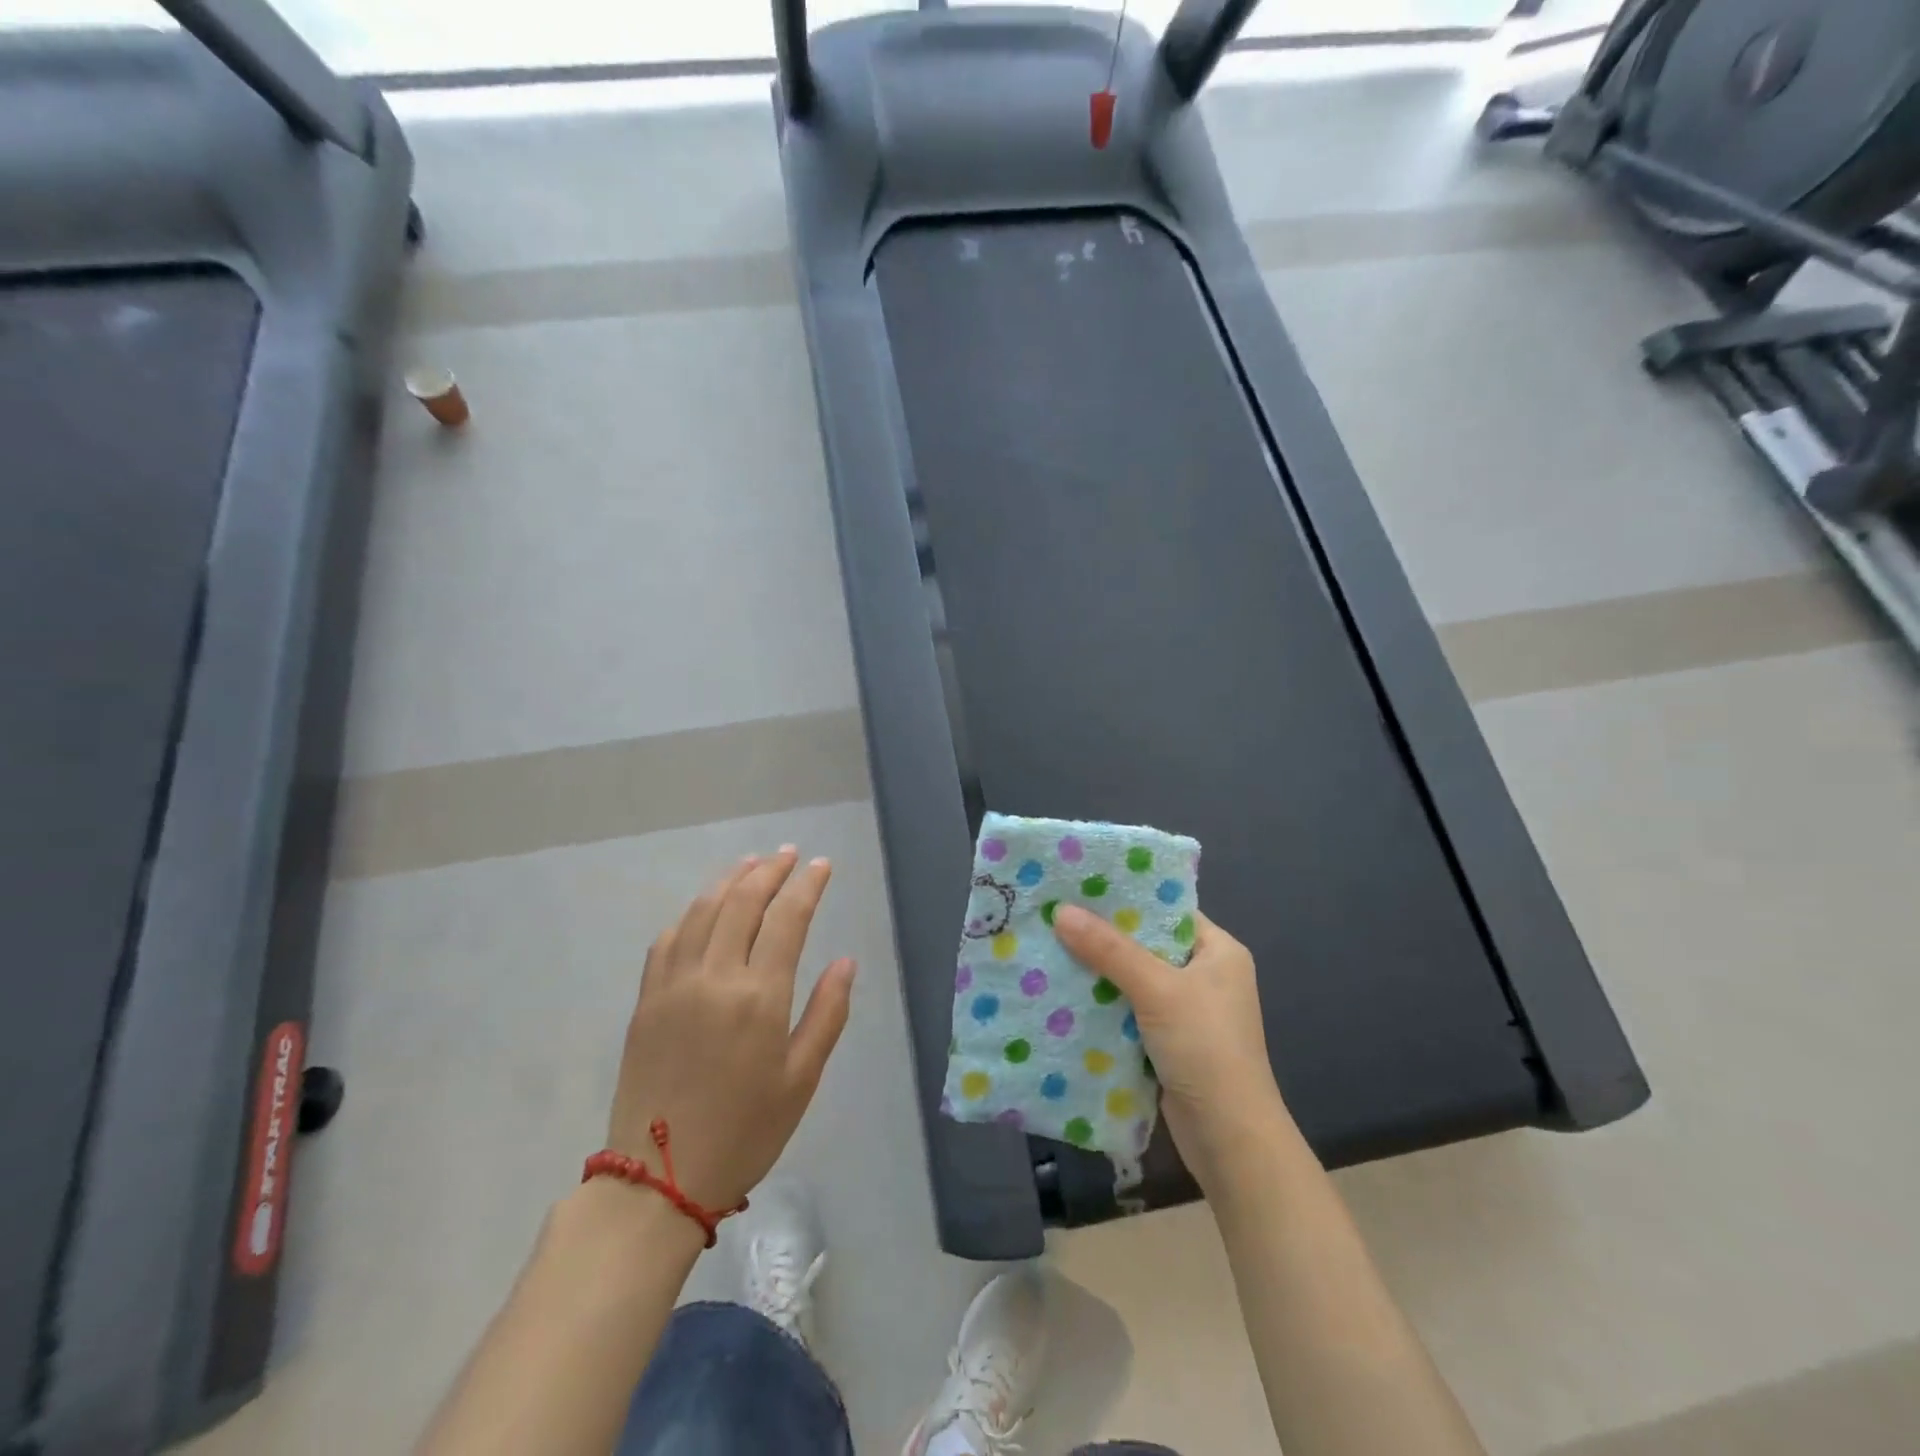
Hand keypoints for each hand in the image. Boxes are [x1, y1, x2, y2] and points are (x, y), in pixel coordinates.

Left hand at [608, 848, 856, 1209]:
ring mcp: (673, 985)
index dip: (807, 885)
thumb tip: (846, 961)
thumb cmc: (744, 1133)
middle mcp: (714, 977)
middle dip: (770, 870)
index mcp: (759, 997)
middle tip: (790, 854)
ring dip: (730, 880)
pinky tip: (704, 908)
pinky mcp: (646, 1000)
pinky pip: (668, 938)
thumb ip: (827, 1014)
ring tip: (752, 864)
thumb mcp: (801, 1080)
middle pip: (742, 902)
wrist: (658, 1180)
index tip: (821, 865)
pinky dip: (692, 912)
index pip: (787, 919)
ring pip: (702, 911)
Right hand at [1053, 905, 1292, 1192]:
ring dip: (1099, 971)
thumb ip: (1109, 950)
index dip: (1126, 898)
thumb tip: (1061, 911)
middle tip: (1055, 914)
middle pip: (1147, 944)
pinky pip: (1129, 1010)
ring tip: (1051, 945)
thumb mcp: (1157, 989)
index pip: (1167, 910)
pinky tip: (1065, 992)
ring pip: (1134, 979)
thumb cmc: (1205, 1048)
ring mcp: (1188, 1011)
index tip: (1080, 885)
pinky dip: (1103, 1004)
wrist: (1229, 1139)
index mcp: (1219, 951)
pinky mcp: (1168, 1042)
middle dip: (1104, 935)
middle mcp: (1206, 975)